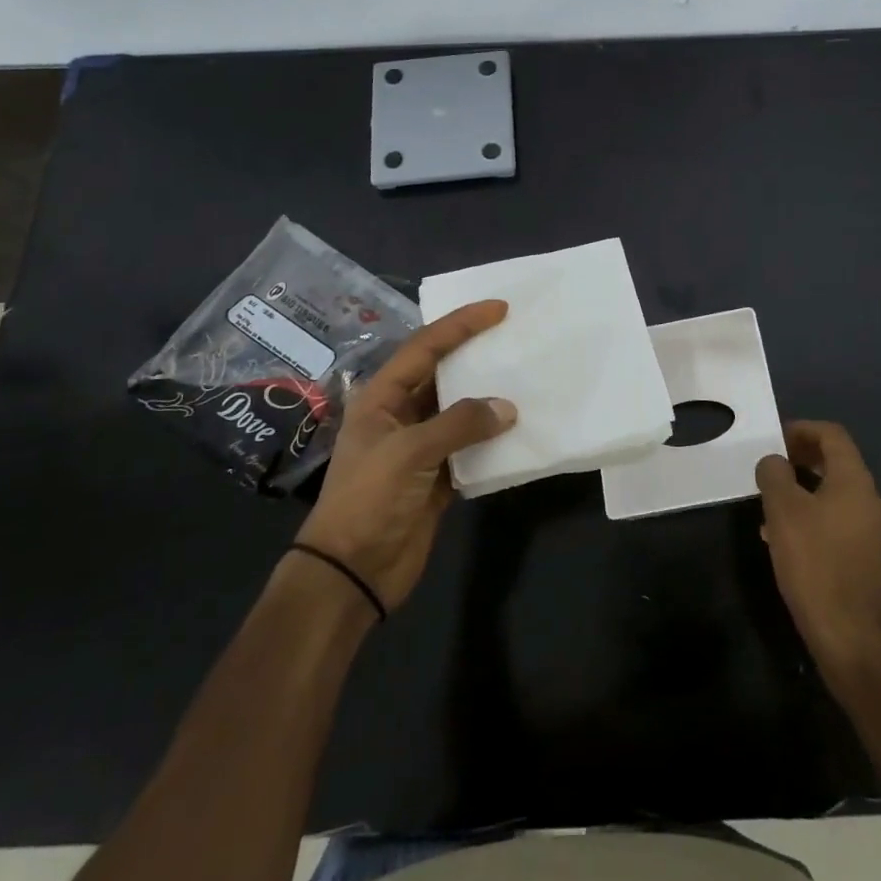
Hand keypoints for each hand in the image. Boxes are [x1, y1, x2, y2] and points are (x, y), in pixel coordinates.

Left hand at [298, 300, 515, 612]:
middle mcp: (402, 414)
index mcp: (382, 398)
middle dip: (478, 354)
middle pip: (444, 373)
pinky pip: (472, 446)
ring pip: (462, 410)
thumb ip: (459, 424)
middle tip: (518, 336)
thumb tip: (508, 408)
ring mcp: (422, 446)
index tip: (499, 308)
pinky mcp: (439, 476)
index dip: (461, 324)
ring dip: (490, 397)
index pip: (425, 347)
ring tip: (528, 376)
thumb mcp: (409, 453)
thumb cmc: (368, 500)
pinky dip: (494, 438)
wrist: (352, 572)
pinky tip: (522, 428)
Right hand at [756, 421, 880, 680]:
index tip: (774, 438)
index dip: (802, 429)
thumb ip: (775, 475)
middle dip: (800, 457)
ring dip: (802, 487)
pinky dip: (810, 514)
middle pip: (835, 461)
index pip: (833, 435)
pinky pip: (834, 518)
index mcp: (854, 481)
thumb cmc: (813, 562)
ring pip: (832, 492)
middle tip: (770, 465)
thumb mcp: (783, 510)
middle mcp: (868, 499)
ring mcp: (869, 528)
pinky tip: (782, 536)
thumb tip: (774, 461)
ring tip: (769, 502)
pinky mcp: (863, 554)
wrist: (846, 633)